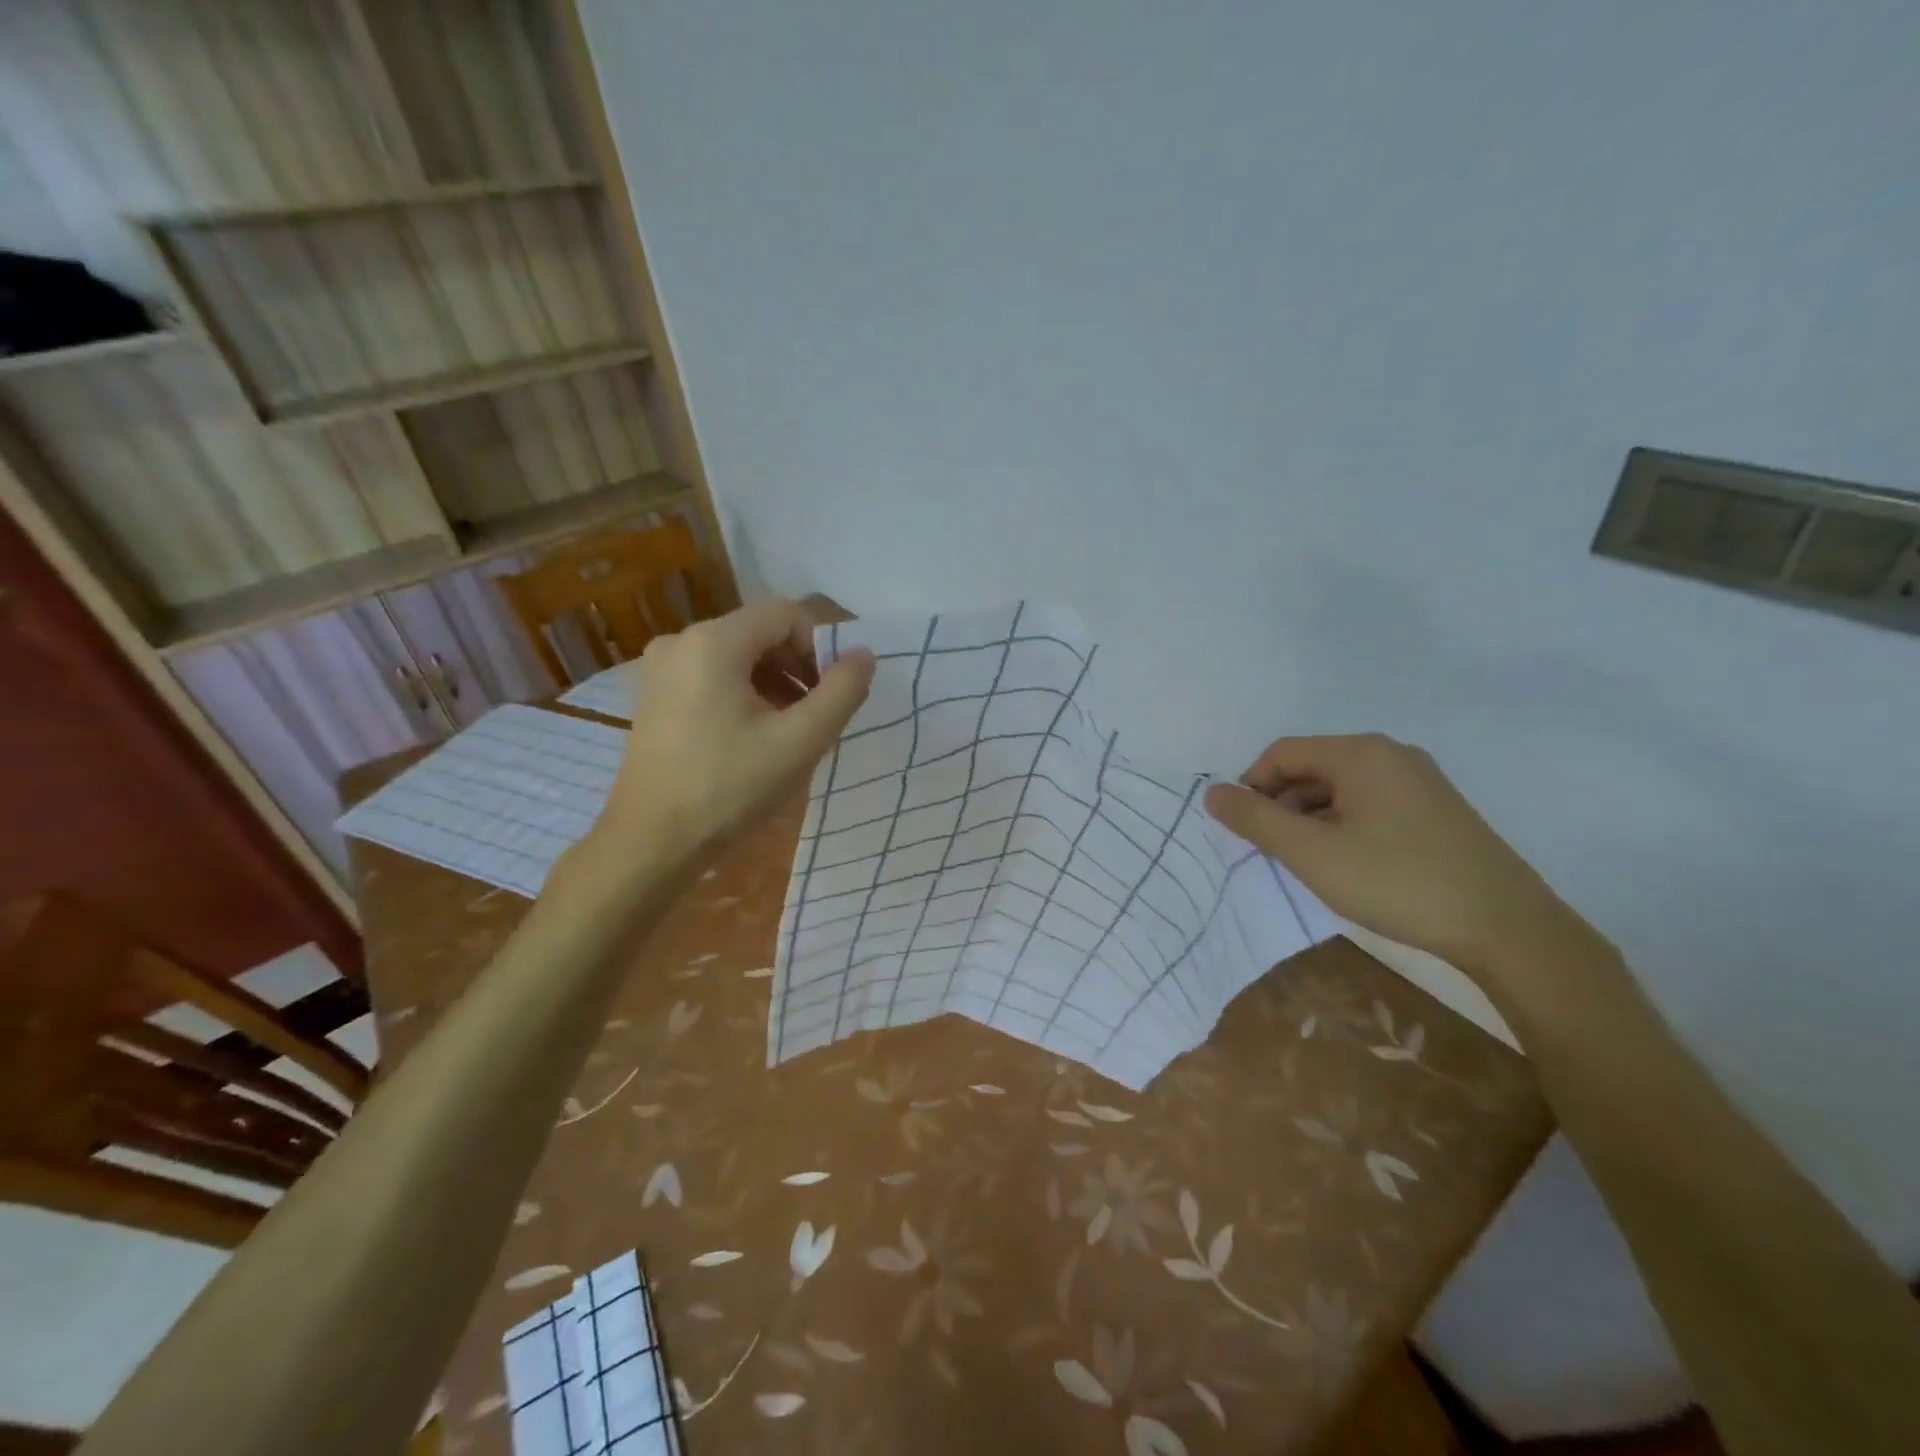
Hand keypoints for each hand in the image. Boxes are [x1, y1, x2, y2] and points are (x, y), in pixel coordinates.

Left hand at [591, 600, 874, 873]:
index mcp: (713, 642)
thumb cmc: (728, 789)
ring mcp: (661, 668)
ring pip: (738, 656)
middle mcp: (681, 641)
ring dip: (775, 683)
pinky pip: (713, 676)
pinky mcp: (655, 695)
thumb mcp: (800, 741)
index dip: (821, 647)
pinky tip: (755, 737)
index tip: (832, 694)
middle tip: (816, 717)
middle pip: (761, 632)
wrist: (650, 843)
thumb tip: (863, 655)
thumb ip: (841, 691)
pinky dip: (744, 694)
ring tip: (790, 732)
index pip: (787, 614)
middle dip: (798, 667)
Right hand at [1203, 733, 1582, 973]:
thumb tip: (1212, 793)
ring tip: (1307, 862)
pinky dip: (1344, 826)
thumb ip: (1255, 820)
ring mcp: (1420, 782)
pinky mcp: (1437, 811)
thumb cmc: (1397, 881)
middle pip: (1312, 767)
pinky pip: (1370, 804)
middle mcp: (1391, 755)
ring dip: (1311, 818)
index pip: (1282, 753)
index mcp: (1360, 753)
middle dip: (1281, 804)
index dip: (1252, 786)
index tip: (1244, 829)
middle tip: (1272, 851)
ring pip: (1341, 789)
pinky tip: (1347, 865)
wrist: (1507, 927)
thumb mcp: (1312, 853)